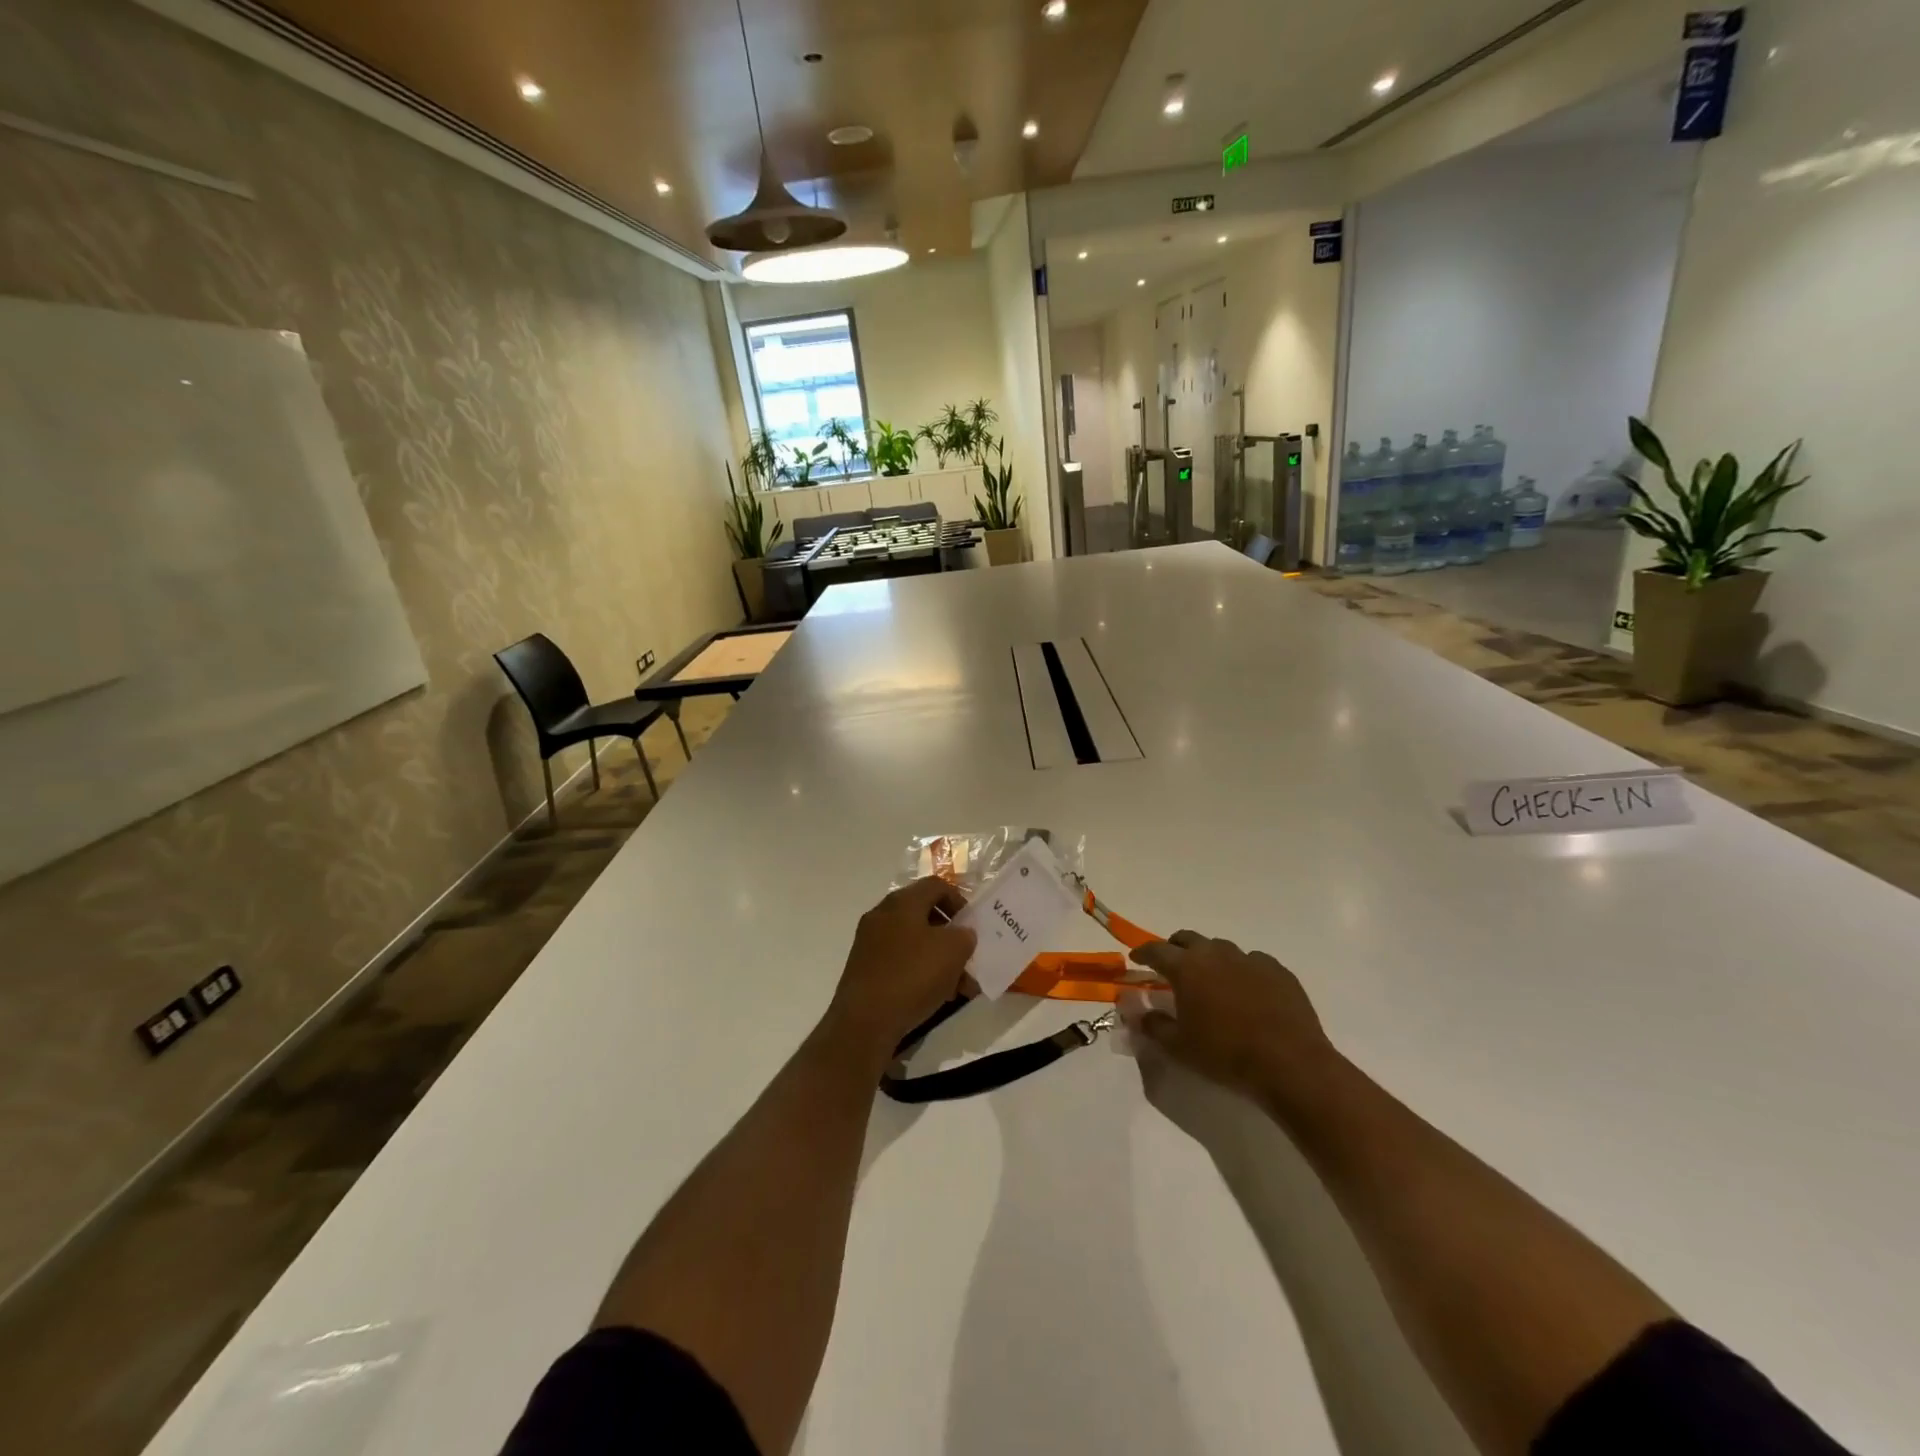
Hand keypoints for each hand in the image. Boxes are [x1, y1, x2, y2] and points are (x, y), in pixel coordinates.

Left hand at [819, 878, 975, 1071]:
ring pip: (914, 942)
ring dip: (939, 959)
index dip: (960, 900)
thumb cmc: (912, 975)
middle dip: (951, 936)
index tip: (973, 925)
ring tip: (959, 986)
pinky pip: (901, 962)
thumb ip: (965, 935)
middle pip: (925, 915)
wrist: (864, 1021)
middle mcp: (882, 915)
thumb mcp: (953, 951)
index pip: (936, 885)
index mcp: (902, 902)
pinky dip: (921, 973)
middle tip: (968, 957)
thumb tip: (961, 935)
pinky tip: (936, 996)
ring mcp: (870, 943)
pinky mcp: (865, 969)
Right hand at [1126, 931, 1334, 1105]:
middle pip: (1188, 938)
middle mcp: (1215, 953)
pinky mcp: (1278, 970)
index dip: (1143, 953)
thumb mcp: (1179, 1047)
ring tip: (1211, 980)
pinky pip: (1252, 962)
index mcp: (1187, 967)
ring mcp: (1249, 959)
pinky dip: (1242, 970)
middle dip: (1175, 948)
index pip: (1156, 950)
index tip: (1136, 959)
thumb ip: (1153, 1025)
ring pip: (1221, 948)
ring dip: (1210, 958)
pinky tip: (1247, 991)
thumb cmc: (1225, 1054)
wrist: (1290, 1063)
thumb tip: (1137, 1013)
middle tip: (1172, 966)